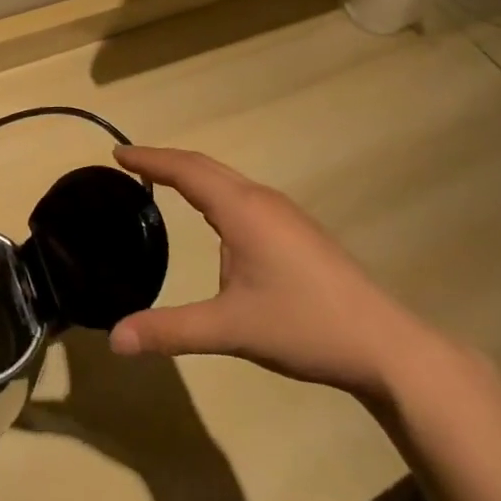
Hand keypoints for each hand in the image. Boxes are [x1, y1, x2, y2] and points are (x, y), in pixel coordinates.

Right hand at [107, 147, 438, 398]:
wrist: (386, 346)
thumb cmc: (304, 326)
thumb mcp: (230, 329)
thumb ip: (170, 331)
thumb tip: (114, 340)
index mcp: (242, 210)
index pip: (186, 171)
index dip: (150, 160)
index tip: (118, 154)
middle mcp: (262, 201)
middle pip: (206, 167)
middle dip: (166, 161)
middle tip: (130, 163)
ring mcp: (285, 215)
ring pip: (228, 180)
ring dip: (192, 174)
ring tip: (162, 182)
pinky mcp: (298, 232)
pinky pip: (243, 196)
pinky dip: (214, 192)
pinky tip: (213, 217)